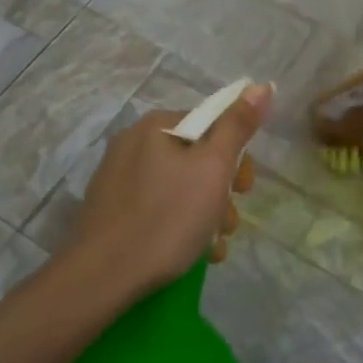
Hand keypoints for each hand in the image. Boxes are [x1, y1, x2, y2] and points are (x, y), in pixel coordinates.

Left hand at [71, 82, 271, 292]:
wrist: (102, 276)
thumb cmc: (167, 218)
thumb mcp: (213, 169)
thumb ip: (238, 126)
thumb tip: (261, 85)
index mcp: (157, 126)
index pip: (212, 125)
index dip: (236, 157)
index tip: (244, 189)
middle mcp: (133, 142)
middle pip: (196, 159)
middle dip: (221, 192)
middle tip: (228, 223)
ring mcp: (118, 177)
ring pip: (179, 187)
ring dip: (205, 214)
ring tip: (212, 246)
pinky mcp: (110, 210)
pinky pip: (157, 207)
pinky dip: (178, 225)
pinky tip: (191, 253)